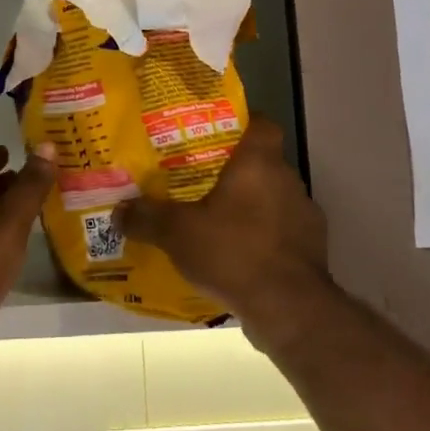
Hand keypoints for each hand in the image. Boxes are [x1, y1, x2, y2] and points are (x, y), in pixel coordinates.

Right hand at [116, 115, 333, 351]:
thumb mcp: (178, 233)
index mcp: (259, 162)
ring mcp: (304, 213)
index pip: (262, 123)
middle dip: (237, 170)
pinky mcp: (311, 246)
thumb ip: (147, 218)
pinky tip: (241, 255)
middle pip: (263, 162)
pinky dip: (265, 236)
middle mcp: (287, 179)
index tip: (217, 134)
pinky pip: (283, 230)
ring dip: (252, 205)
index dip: (243, 123)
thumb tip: (118, 211)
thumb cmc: (233, 251)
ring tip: (219, 221)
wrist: (289, 307)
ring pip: (274, 197)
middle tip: (204, 180)